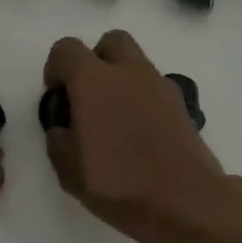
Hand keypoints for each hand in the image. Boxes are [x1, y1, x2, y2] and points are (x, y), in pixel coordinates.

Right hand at [42, 30, 241, 242]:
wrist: (186, 201)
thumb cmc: (119, 183)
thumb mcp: (69, 171)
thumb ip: (59, 140)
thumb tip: (64, 128)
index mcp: (94, 81)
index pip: (67, 49)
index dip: (56, 68)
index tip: (58, 97)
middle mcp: (129, 72)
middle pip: (111, 42)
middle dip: (95, 60)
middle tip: (88, 97)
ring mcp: (161, 86)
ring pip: (136, 64)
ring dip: (121, 80)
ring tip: (115, 122)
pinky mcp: (182, 105)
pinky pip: (155, 89)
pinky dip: (143, 100)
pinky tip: (140, 135)